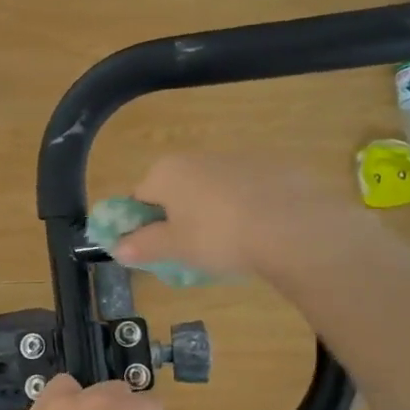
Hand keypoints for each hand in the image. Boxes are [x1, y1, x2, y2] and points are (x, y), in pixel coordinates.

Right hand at [113, 154, 370, 280]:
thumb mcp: (175, 248)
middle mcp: (197, 157)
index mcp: (166, 172)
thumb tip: (118, 247)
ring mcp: (236, 158)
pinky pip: (244, 190)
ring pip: (211, 189)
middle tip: (192, 252)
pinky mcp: (271, 167)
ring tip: (229, 245)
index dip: (142, 226)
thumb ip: (143, 246)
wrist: (292, 226)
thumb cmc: (219, 237)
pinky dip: (244, 207)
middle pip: (175, 190)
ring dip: (211, 212)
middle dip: (179, 218)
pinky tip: (257, 233)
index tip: (157, 250)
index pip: (139, 198)